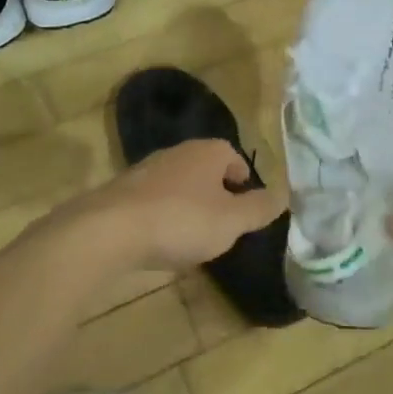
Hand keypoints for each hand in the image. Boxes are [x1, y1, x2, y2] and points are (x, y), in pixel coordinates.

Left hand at [84, 140, 287, 273]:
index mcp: (207, 152)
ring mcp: (145, 171)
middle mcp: (176, 152)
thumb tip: (284, 194)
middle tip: (223, 223)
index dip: (243, 179)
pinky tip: (161, 241)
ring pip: (178, 184)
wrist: (109, 231)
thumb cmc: (181, 221)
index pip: (233, 155)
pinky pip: (152, 201)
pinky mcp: (121, 193)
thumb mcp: (231, 221)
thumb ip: (259, 208)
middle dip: (215, 192)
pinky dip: (162, 216)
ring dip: (188, 205)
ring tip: (193, 236)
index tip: (246, 204)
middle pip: (205, 168)